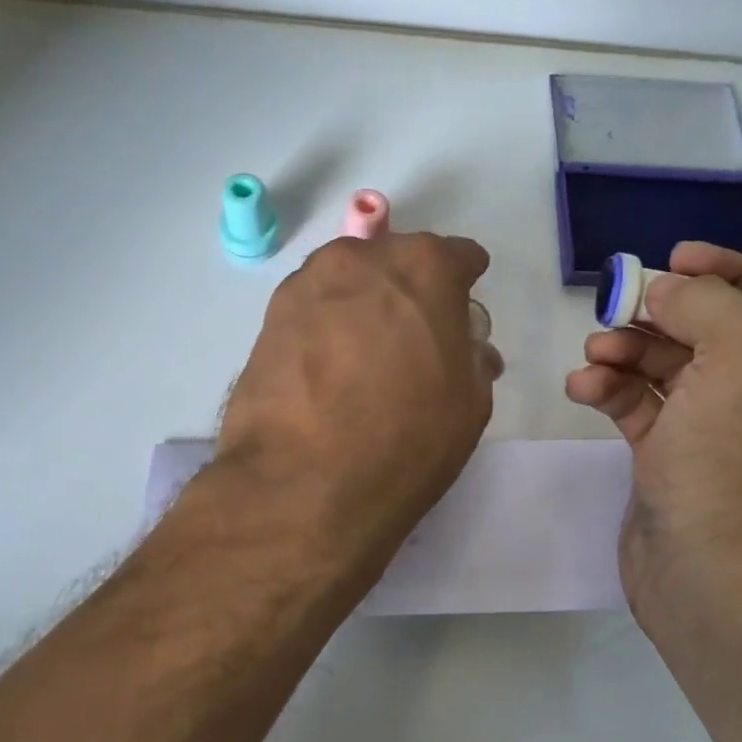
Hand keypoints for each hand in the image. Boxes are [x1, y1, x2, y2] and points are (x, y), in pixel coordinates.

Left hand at [216, 232, 501, 566]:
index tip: (461, 312)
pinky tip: (327, 367)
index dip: (464, 284)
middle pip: (396, 261)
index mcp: (424, 268)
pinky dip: (326, 325)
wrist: (304, 483)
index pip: (457, 257)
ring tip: (363, 354)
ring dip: (363, 303)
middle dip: (410, 290)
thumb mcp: (469, 405)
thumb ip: (472, 360)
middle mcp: (363, 259)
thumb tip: (468, 350)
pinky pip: (313, 308)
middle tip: (411, 337)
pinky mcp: (269, 315)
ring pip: (350, 280)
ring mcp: (308, 283)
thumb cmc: (406, 440)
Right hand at [565, 241, 741, 614]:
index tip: (673, 258)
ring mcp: (718, 430)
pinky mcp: (670, 458)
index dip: (725, 270)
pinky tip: (584, 388)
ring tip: (594, 354)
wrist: (711, 571)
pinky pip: (639, 407)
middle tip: (616, 307)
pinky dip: (610, 390)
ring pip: (666, 367)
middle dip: (660, 314)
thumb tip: (663, 292)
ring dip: (625, 350)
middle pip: (709, 330)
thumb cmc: (740, 456)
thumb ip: (705, 300)